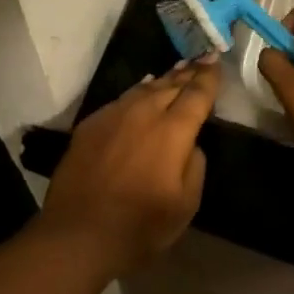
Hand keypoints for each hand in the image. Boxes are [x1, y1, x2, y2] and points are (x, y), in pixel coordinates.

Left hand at [37, 58, 217, 276]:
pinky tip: (142, 89)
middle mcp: (144, 113)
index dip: (208, 78)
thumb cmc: (139, 227)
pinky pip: (121, 99)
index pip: (196, 94)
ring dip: (163, 79)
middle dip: (188, 73)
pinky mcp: (91, 124)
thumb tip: (190, 143)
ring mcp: (113, 115)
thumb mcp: (185, 206)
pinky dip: (138, 91)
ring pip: (144, 89)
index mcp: (172, 131)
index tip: (216, 61)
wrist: (77, 234)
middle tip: (201, 60)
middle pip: (170, 85)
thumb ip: (194, 166)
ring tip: (176, 70)